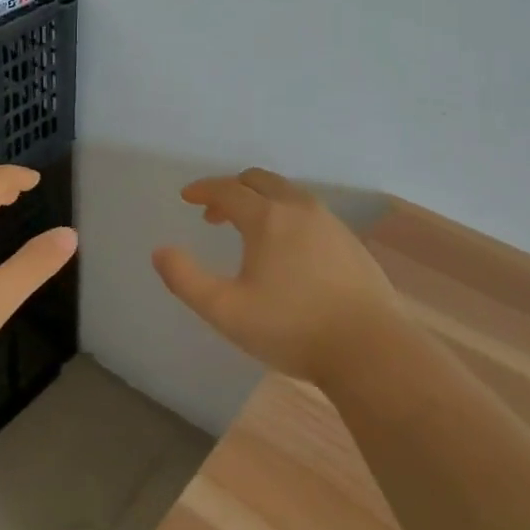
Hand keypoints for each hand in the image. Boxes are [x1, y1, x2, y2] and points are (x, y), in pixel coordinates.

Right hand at [152, 168, 401, 386]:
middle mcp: (298, 207)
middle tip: (214, 214)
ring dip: (260, 200)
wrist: (370, 348)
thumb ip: (186, 280)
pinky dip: (285, 214)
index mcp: (267, 217)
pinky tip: (286, 249)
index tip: (188, 196)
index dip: (203, 190)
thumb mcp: (226, 311)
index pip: (227, 189)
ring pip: (286, 193)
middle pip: (259, 180)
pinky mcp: (348, 240)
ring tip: (248, 232)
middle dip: (231, 190)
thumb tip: (160, 252)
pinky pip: (307, 211)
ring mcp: (328, 221)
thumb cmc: (292, 328)